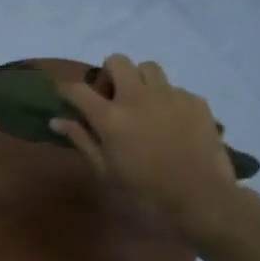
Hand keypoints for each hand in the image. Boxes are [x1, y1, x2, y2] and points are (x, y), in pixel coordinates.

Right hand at [53, 54, 244, 242]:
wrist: (202, 199)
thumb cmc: (146, 192)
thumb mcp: (106, 171)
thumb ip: (82, 140)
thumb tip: (57, 121)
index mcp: (111, 117)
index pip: (78, 89)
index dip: (66, 89)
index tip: (66, 96)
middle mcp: (138, 97)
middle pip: (117, 61)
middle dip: (109, 74)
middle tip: (112, 98)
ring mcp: (170, 95)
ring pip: (148, 68)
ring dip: (140, 80)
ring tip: (143, 104)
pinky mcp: (195, 101)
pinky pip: (175, 88)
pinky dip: (167, 100)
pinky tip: (171, 123)